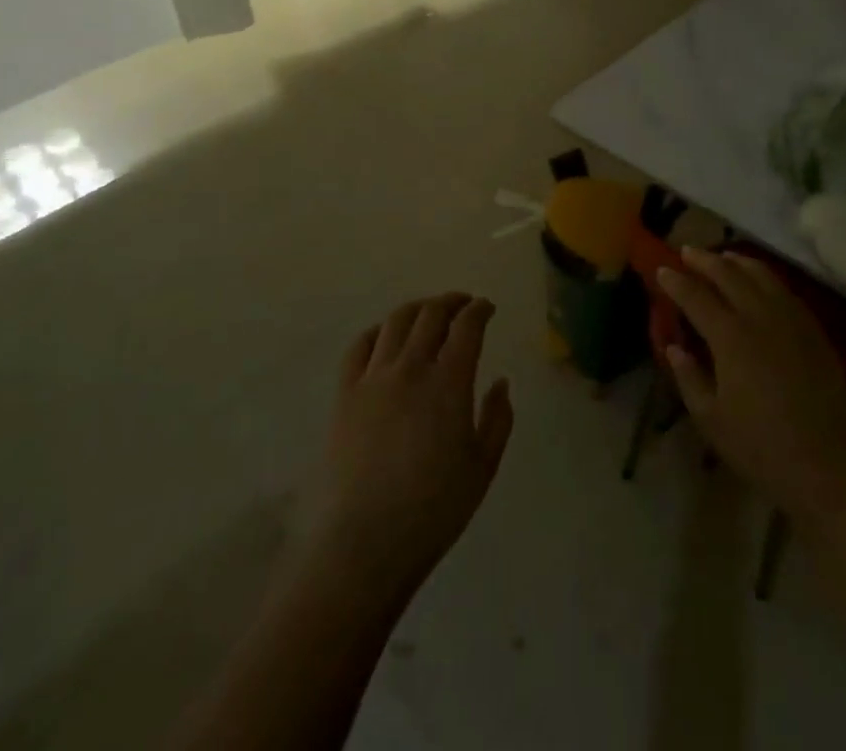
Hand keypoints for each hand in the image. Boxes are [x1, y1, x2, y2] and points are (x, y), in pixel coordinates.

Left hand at [300, 295, 513, 606]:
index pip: (467, 326)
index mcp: (449, 382)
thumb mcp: (483, 468)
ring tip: (429, 312)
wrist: (364, 543)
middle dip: (451, 302)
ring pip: (396, 322)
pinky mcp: (345, 394)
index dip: (480, 310)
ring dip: (418, 308)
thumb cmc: (433, 511)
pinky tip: (386, 337)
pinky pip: (360, 346)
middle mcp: (411, 368)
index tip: (487, 308)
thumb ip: (497, 418)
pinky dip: (378, 331)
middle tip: (463, 304)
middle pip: (431, 314)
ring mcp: (373, 378)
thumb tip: (500, 382)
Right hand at [659, 249, 845, 513]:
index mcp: (731, 337)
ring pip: (761, 275)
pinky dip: (765, 277)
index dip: (676, 281)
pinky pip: (785, 291)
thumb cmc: (761, 448)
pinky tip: (760, 282)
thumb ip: (689, 377)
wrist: (827, 468)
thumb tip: (674, 347)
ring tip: (722, 257)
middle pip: (729, 274)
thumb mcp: (711, 419)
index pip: (696, 296)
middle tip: (687, 251)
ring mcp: (792, 320)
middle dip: (705, 260)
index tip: (662, 269)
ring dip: (737, 261)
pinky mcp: (814, 331)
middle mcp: (760, 317)